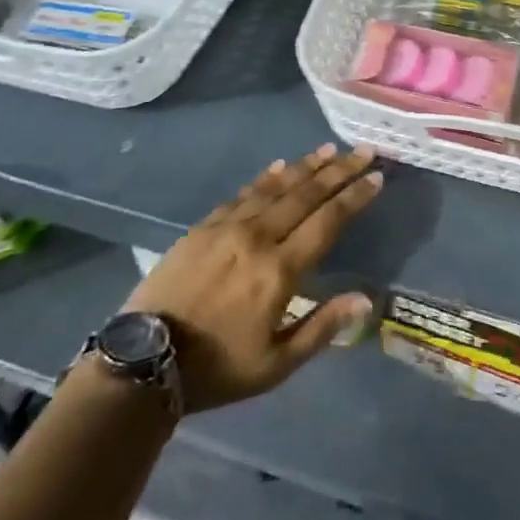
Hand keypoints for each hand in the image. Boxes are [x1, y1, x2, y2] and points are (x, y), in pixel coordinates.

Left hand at [123, 144, 381, 412]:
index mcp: (280, 271)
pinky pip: (244, 193)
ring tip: (329, 150)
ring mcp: (229, 227)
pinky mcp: (204, 226)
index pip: (328, 222)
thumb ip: (322, 327)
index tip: (376, 177)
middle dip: (339, 171)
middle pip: (307, 195)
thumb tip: (366, 299)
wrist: (143, 360)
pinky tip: (281, 166)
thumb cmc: (216, 369)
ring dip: (306, 167)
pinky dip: (266, 178)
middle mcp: (259, 237)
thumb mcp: (275, 365)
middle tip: (363, 151)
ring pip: (277, 187)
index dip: (355, 198)